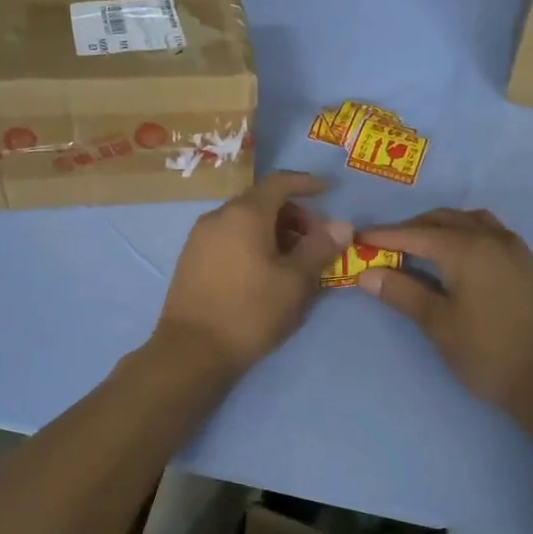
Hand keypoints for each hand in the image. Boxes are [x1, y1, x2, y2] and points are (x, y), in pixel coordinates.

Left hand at [155, 172, 351, 375]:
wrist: (191, 351)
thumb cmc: (250, 311)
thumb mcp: (295, 282)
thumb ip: (319, 248)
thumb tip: (341, 225)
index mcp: (244, 213)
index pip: (279, 182)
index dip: (307, 183)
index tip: (329, 191)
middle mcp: (218, 216)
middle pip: (262, 202)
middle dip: (293, 215)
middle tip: (316, 241)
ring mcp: (199, 238)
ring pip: (244, 222)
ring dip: (273, 232)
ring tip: (294, 262)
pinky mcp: (191, 260)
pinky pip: (229, 239)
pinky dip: (252, 244)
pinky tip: (265, 273)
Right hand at [357, 209, 532, 424]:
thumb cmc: (487, 353)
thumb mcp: (438, 324)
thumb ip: (401, 292)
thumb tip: (366, 274)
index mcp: (466, 249)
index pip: (415, 234)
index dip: (384, 236)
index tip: (357, 240)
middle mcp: (491, 238)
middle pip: (443, 220)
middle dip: (411, 229)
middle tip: (384, 248)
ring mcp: (514, 248)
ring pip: (469, 220)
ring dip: (440, 227)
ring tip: (419, 248)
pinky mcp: (526, 263)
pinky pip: (489, 231)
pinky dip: (464, 233)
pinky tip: (456, 257)